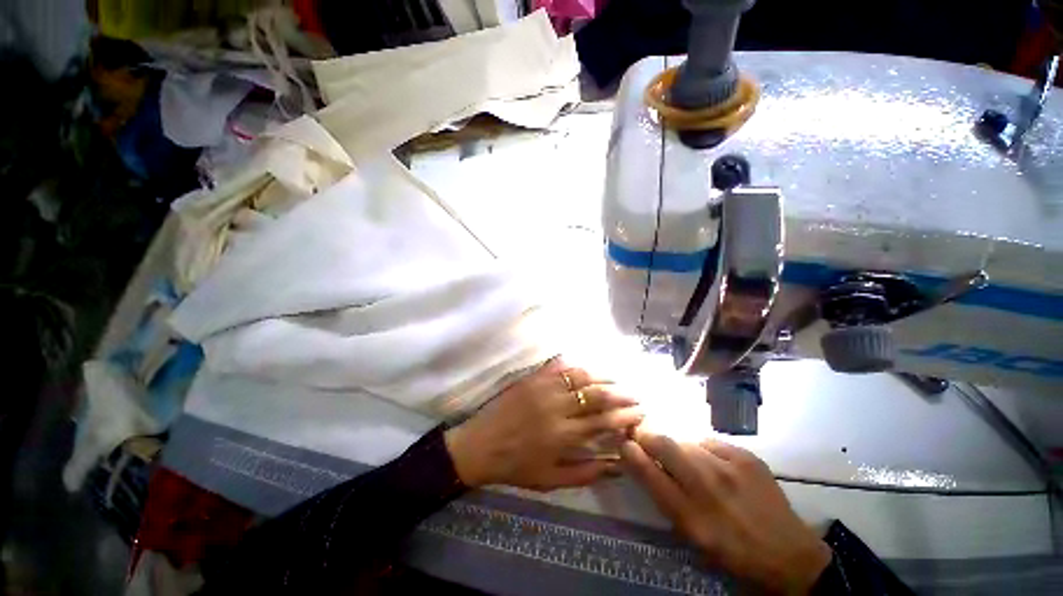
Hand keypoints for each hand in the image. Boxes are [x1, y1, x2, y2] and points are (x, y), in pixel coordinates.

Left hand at [445, 359, 643, 490]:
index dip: (625, 415)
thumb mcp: (552, 480)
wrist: (480, 445)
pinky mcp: (531, 378)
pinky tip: (585, 367)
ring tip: (616, 379)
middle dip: (620, 393)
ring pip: (579, 376)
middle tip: (635, 394)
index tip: (640, 412)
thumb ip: (587, 473)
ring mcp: (543, 388)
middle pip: (595, 394)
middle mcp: (556, 407)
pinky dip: (574, 365)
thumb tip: (618, 464)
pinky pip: (557, 366)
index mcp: (563, 435)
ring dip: (601, 376)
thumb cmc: (516, 467)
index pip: (603, 421)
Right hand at [621, 429, 830, 594]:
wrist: (789, 555)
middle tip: (644, 437)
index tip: (624, 444)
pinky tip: (715, 465)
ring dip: (678, 447)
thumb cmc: (733, 552)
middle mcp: (707, 487)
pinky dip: (704, 450)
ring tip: (686, 460)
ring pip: (686, 441)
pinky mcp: (746, 457)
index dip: (631, 453)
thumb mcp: (692, 536)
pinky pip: (710, 442)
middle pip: (663, 445)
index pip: (648, 473)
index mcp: (690, 516)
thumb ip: (666, 497)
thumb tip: (646, 463)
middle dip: (647, 436)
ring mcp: (729, 468)